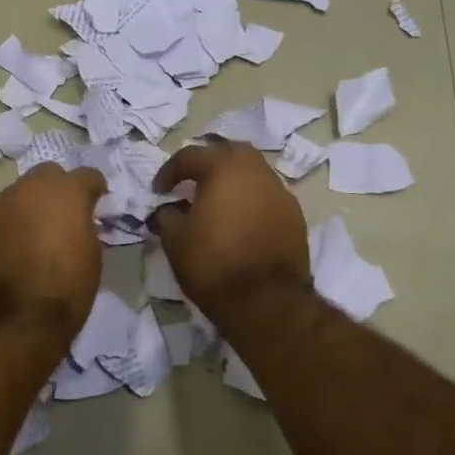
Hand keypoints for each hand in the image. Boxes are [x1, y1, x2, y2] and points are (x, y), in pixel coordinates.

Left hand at [0, 163, 107, 340]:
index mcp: (66, 192)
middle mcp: (31, 188)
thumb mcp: (92, 254)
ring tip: (40, 231)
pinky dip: (15, 220)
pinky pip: (5, 211)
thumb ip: (85, 225)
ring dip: (35, 203)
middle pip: (49, 174)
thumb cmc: (66, 290)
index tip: (97, 204)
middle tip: (67, 214)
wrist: (15, 321)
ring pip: (23, 191)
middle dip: (60, 188)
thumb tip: (78, 220)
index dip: (95, 190)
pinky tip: (19, 244)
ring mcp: (2, 203)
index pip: (87, 175)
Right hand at [151, 141, 312, 325]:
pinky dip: (251, 201)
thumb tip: (168, 209)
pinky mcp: (295, 217)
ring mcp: (281, 193)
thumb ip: (167, 216)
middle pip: (230, 153)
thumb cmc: (214, 264)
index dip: (169, 171)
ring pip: (253, 173)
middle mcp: (257, 172)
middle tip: (192, 182)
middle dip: (208, 162)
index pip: (191, 156)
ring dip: (233, 181)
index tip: (158, 191)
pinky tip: (240, 222)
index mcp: (225, 169)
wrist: (266, 301)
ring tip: (216, 203)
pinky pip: (267, 197)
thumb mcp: (175, 240)